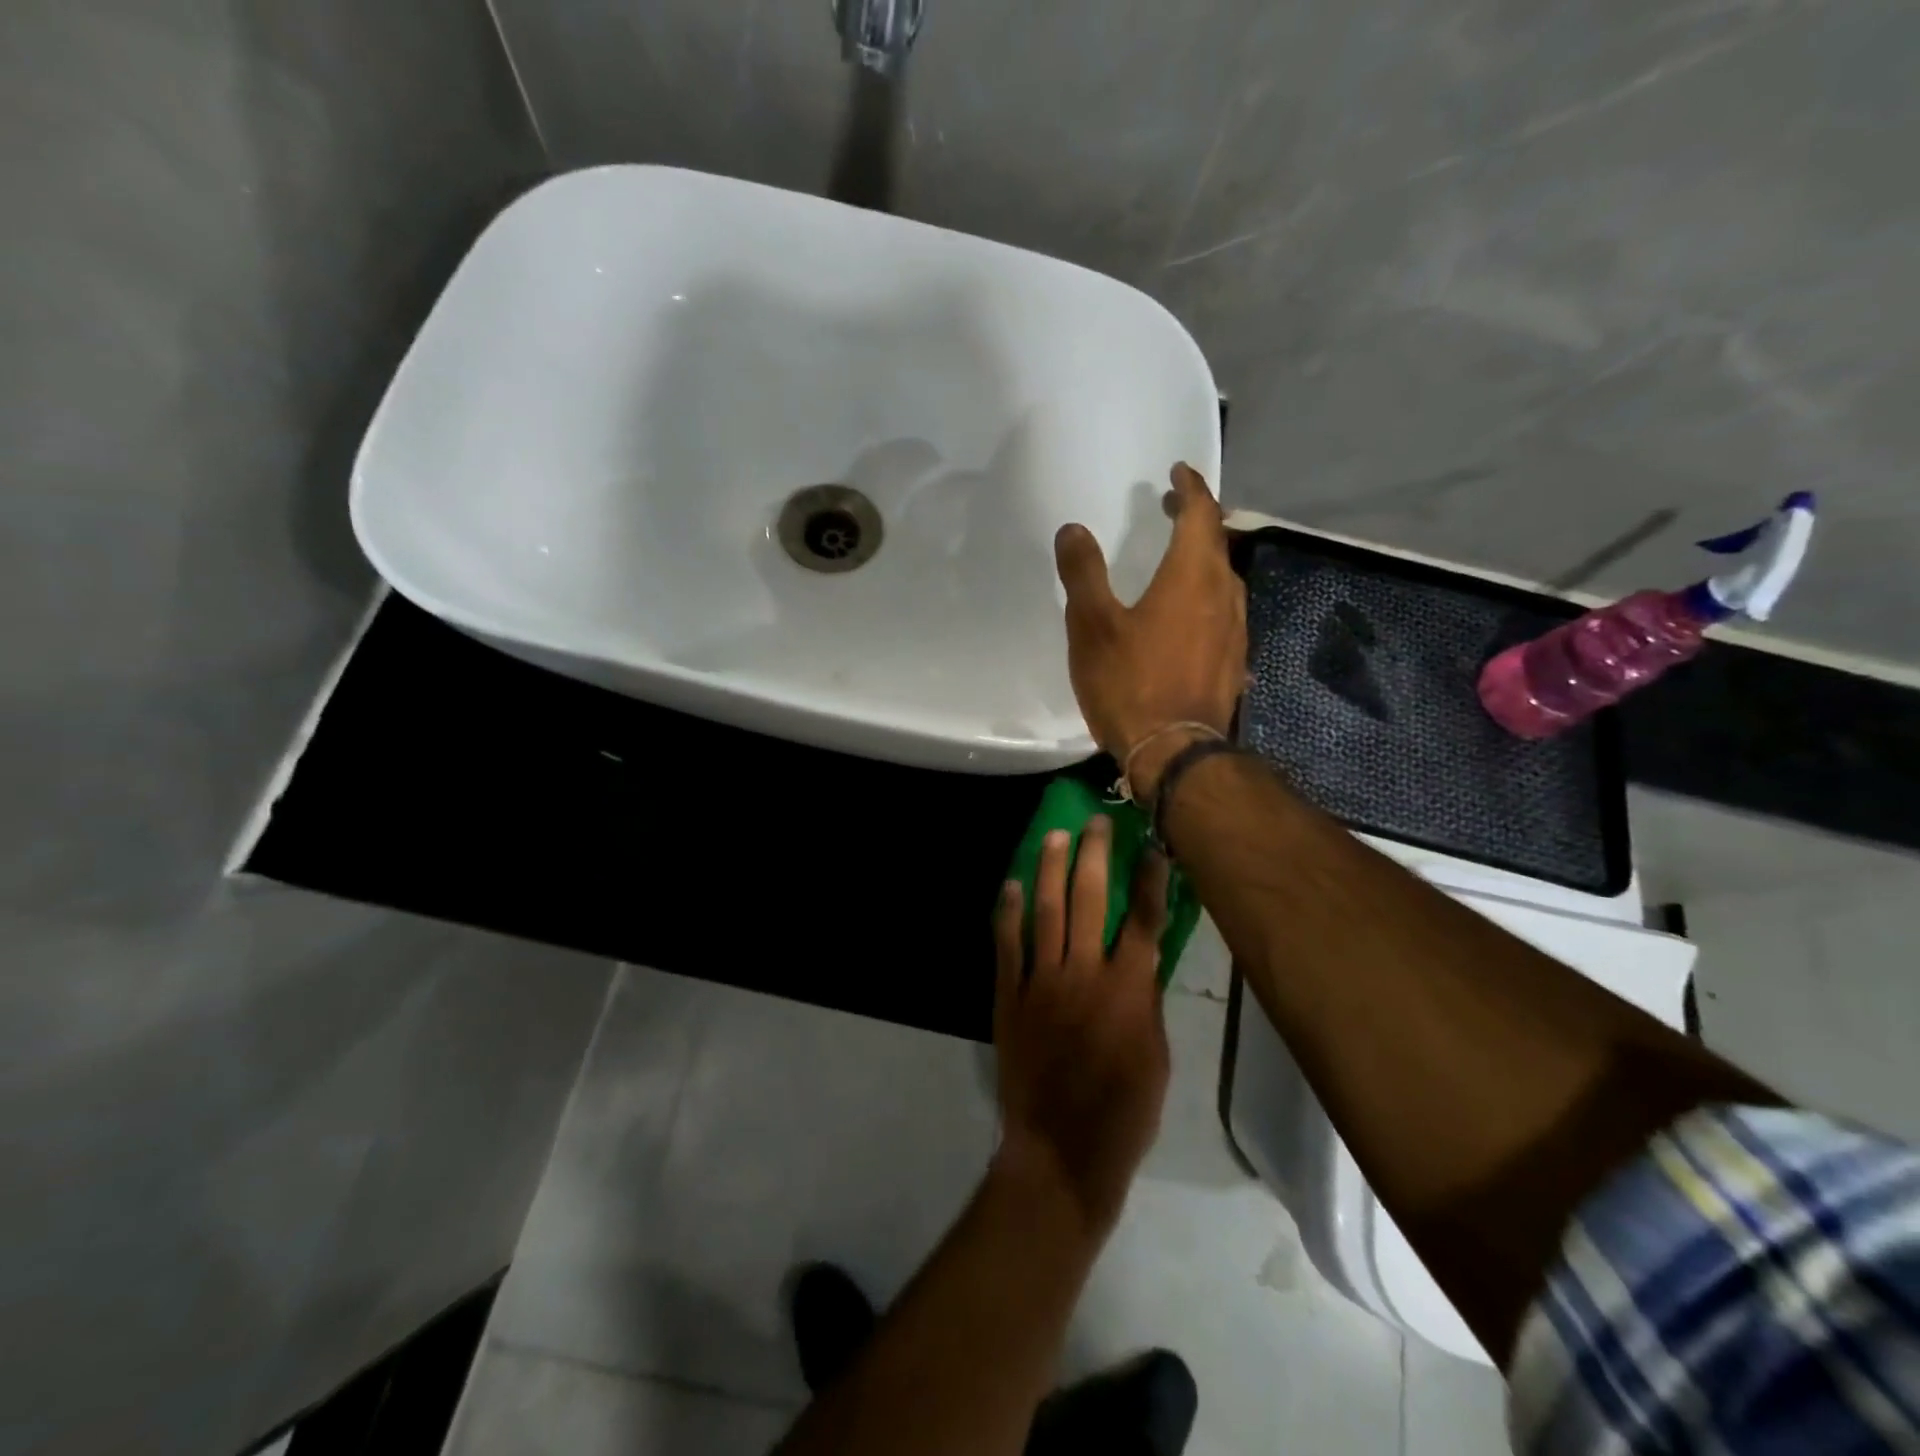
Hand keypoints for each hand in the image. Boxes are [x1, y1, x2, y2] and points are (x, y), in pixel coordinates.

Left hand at [992, 816, 1170, 1234]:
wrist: (1062, 1149)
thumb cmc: (1124, 1111)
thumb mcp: (1156, 1055)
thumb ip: (1145, 999)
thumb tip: (1142, 959)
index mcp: (1128, 987)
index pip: (1144, 918)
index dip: (1149, 877)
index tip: (1151, 844)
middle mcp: (1084, 972)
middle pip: (1090, 899)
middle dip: (1094, 855)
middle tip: (1095, 822)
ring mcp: (1042, 980)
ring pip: (1046, 911)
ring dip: (1049, 869)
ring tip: (1054, 836)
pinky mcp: (1009, 995)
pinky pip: (1007, 944)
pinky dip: (1007, 913)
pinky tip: (1008, 886)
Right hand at [1054, 463, 1246, 800]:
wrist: (1175, 752)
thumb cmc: (1130, 682)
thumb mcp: (1092, 625)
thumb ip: (1083, 573)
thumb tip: (1074, 529)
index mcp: (1192, 576)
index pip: (1201, 513)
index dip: (1191, 487)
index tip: (1178, 471)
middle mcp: (1225, 594)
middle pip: (1217, 543)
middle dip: (1196, 519)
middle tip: (1171, 509)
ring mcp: (1236, 631)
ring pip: (1224, 579)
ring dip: (1203, 559)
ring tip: (1177, 558)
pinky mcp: (1234, 662)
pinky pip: (1224, 613)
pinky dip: (1206, 597)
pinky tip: (1188, 615)